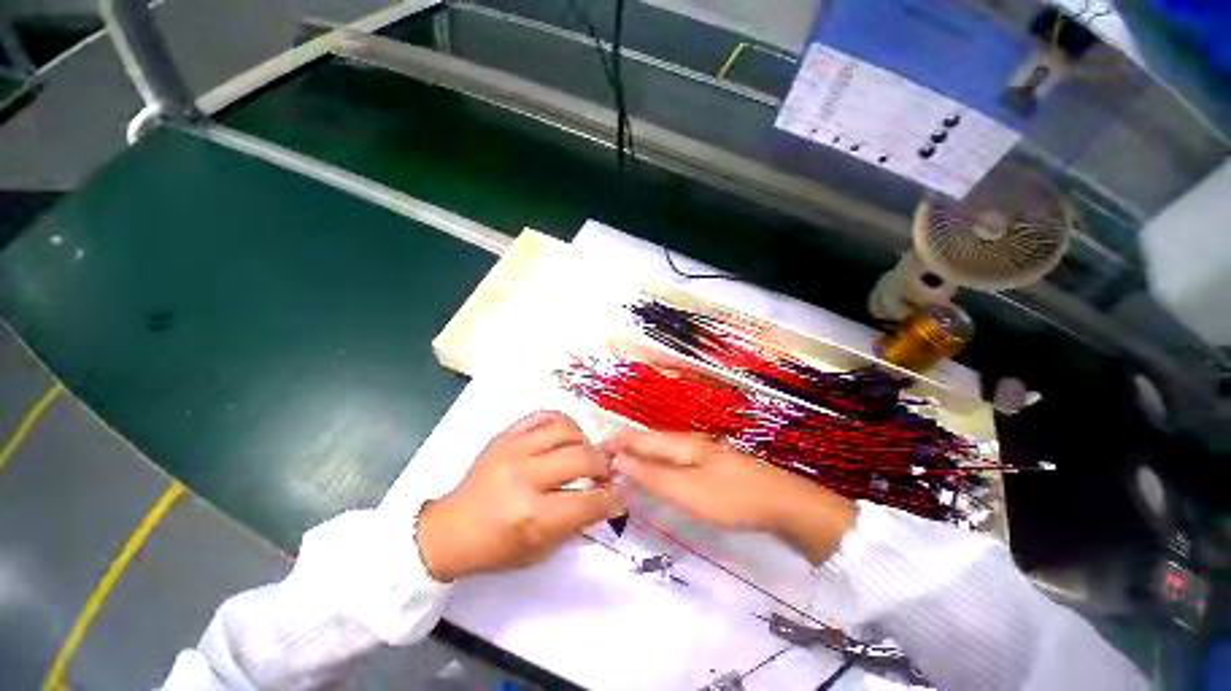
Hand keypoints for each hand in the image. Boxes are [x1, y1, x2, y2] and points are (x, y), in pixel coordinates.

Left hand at [416, 411, 625, 581]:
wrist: (452, 528)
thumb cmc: (496, 546)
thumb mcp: (541, 549)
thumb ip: (578, 522)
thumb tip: (608, 498)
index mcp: (532, 515)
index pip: (589, 501)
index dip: (613, 498)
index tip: (621, 494)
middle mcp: (524, 476)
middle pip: (583, 459)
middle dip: (603, 467)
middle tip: (604, 474)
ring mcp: (513, 449)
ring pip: (567, 430)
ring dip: (584, 443)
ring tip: (583, 454)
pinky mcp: (506, 435)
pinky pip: (545, 415)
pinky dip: (563, 424)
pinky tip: (565, 438)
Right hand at [606, 431, 856, 563]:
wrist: (783, 503)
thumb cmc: (732, 497)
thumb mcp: (687, 491)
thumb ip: (652, 476)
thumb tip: (619, 461)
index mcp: (680, 444)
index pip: (639, 439)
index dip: (616, 443)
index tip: (593, 448)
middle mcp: (688, 443)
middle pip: (650, 442)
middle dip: (625, 447)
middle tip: (603, 457)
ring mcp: (702, 453)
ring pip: (663, 450)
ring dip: (641, 455)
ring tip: (623, 463)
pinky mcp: (711, 465)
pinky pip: (675, 460)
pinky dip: (658, 464)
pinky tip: (658, 471)